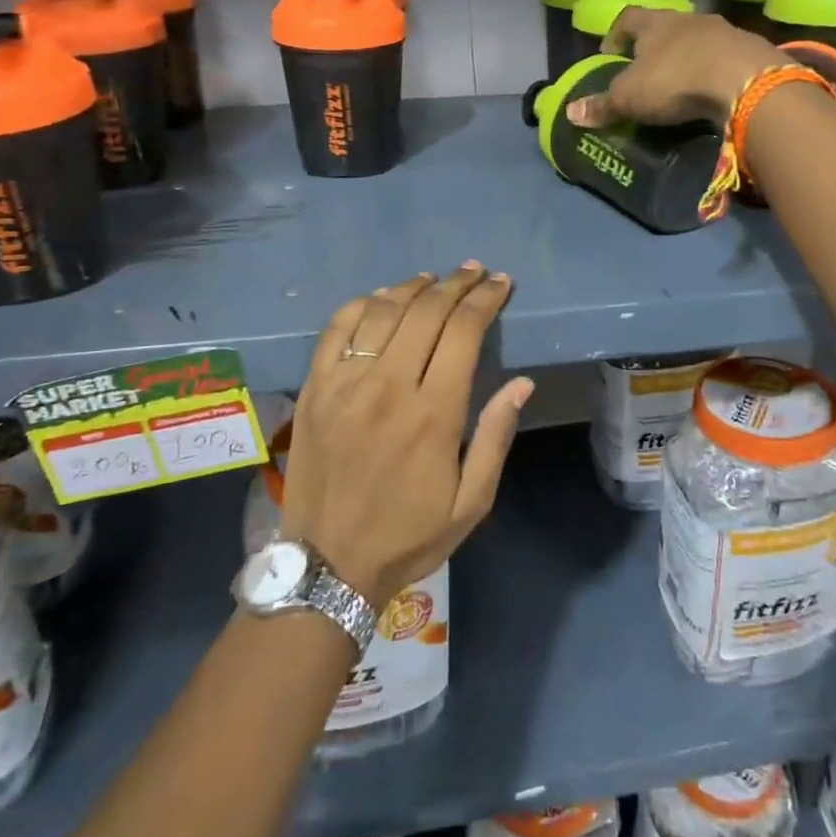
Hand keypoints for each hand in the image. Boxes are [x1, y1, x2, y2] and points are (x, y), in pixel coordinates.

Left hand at [279, 264, 532, 605]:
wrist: (328, 565)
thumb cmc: (408, 535)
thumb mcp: (471, 502)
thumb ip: (495, 437)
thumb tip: (520, 383)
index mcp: (433, 413)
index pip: (463, 331)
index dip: (485, 299)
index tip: (500, 284)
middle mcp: (389, 386)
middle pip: (426, 311)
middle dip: (456, 283)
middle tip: (474, 271)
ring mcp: (346, 383)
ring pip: (382, 311)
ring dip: (412, 287)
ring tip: (433, 279)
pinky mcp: (314, 388)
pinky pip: (336, 329)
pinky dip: (361, 304)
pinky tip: (379, 298)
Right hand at [565, 8, 781, 128]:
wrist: (745, 81)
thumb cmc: (675, 81)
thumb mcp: (630, 98)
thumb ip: (602, 105)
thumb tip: (570, 112)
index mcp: (655, 22)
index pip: (627, 19)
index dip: (614, 36)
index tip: (609, 56)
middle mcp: (688, 18)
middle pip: (665, 27)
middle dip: (653, 48)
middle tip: (644, 74)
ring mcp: (723, 31)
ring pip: (697, 41)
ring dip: (687, 59)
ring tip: (679, 86)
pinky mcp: (749, 50)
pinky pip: (723, 58)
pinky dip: (713, 72)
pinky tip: (711, 93)